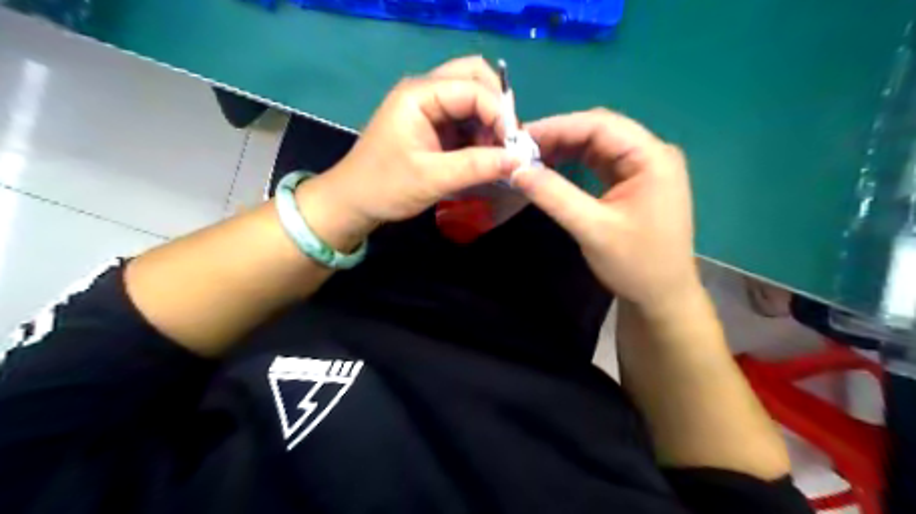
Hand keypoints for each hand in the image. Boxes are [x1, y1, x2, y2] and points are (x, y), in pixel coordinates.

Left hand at [298, 56, 518, 249]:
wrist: (353, 201)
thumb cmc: (386, 187)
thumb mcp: (433, 178)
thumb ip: (477, 166)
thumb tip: (519, 160)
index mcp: (419, 94)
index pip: (473, 87)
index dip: (499, 113)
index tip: (514, 146)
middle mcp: (425, 91)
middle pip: (474, 78)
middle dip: (497, 108)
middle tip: (507, 141)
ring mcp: (428, 106)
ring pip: (472, 98)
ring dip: (490, 122)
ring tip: (496, 154)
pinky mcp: (431, 124)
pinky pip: (464, 118)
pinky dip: (480, 133)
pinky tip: (484, 156)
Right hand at [512, 107, 697, 313]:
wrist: (661, 296)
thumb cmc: (635, 264)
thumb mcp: (592, 229)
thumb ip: (554, 196)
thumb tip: (515, 170)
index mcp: (652, 157)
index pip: (600, 125)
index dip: (557, 126)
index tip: (520, 138)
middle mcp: (651, 154)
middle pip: (600, 130)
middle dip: (559, 136)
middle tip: (520, 149)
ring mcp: (644, 167)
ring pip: (597, 145)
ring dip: (564, 148)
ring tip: (529, 157)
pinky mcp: (634, 181)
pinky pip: (600, 162)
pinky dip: (574, 163)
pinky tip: (551, 167)